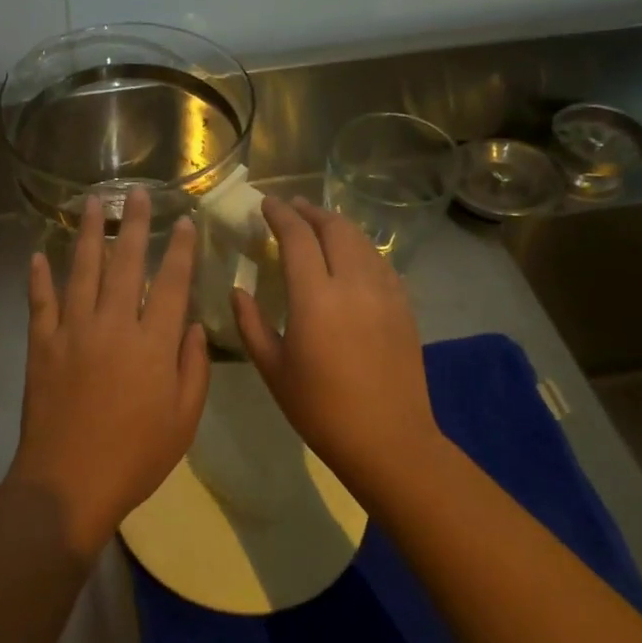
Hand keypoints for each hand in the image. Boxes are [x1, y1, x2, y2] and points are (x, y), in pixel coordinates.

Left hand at [11, 188, 210, 555]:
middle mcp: (113, 325)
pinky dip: (39, 277)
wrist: (69, 482)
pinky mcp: (41, 345)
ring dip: (88, 234)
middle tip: (137, 193)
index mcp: (152, 344)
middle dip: (134, 225)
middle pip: (126, 264)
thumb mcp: (184, 419)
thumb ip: (192, 367)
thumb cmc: (135, 457)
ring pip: (82, 271)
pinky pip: (40, 302)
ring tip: (92, 203)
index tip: (184, 221)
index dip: (180, 250)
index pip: (171, 283)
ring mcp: (72, 331)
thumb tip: (190, 325)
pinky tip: (38, 255)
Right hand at [231, 197, 444, 492]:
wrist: (388, 439)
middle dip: (311, 211)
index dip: (280, 215)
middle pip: (334, 228)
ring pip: (361, 241)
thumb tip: (237, 290)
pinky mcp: (404, 306)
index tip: (266, 203)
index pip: (297, 238)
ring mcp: (385, 293)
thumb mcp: (273, 369)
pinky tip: (351, 256)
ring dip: (337, 225)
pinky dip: (360, 248)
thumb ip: (251, 323)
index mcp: (315, 299)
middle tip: (292, 207)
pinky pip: (380, 262)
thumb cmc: (320, 409)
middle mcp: (353, 284)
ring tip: (319, 224)